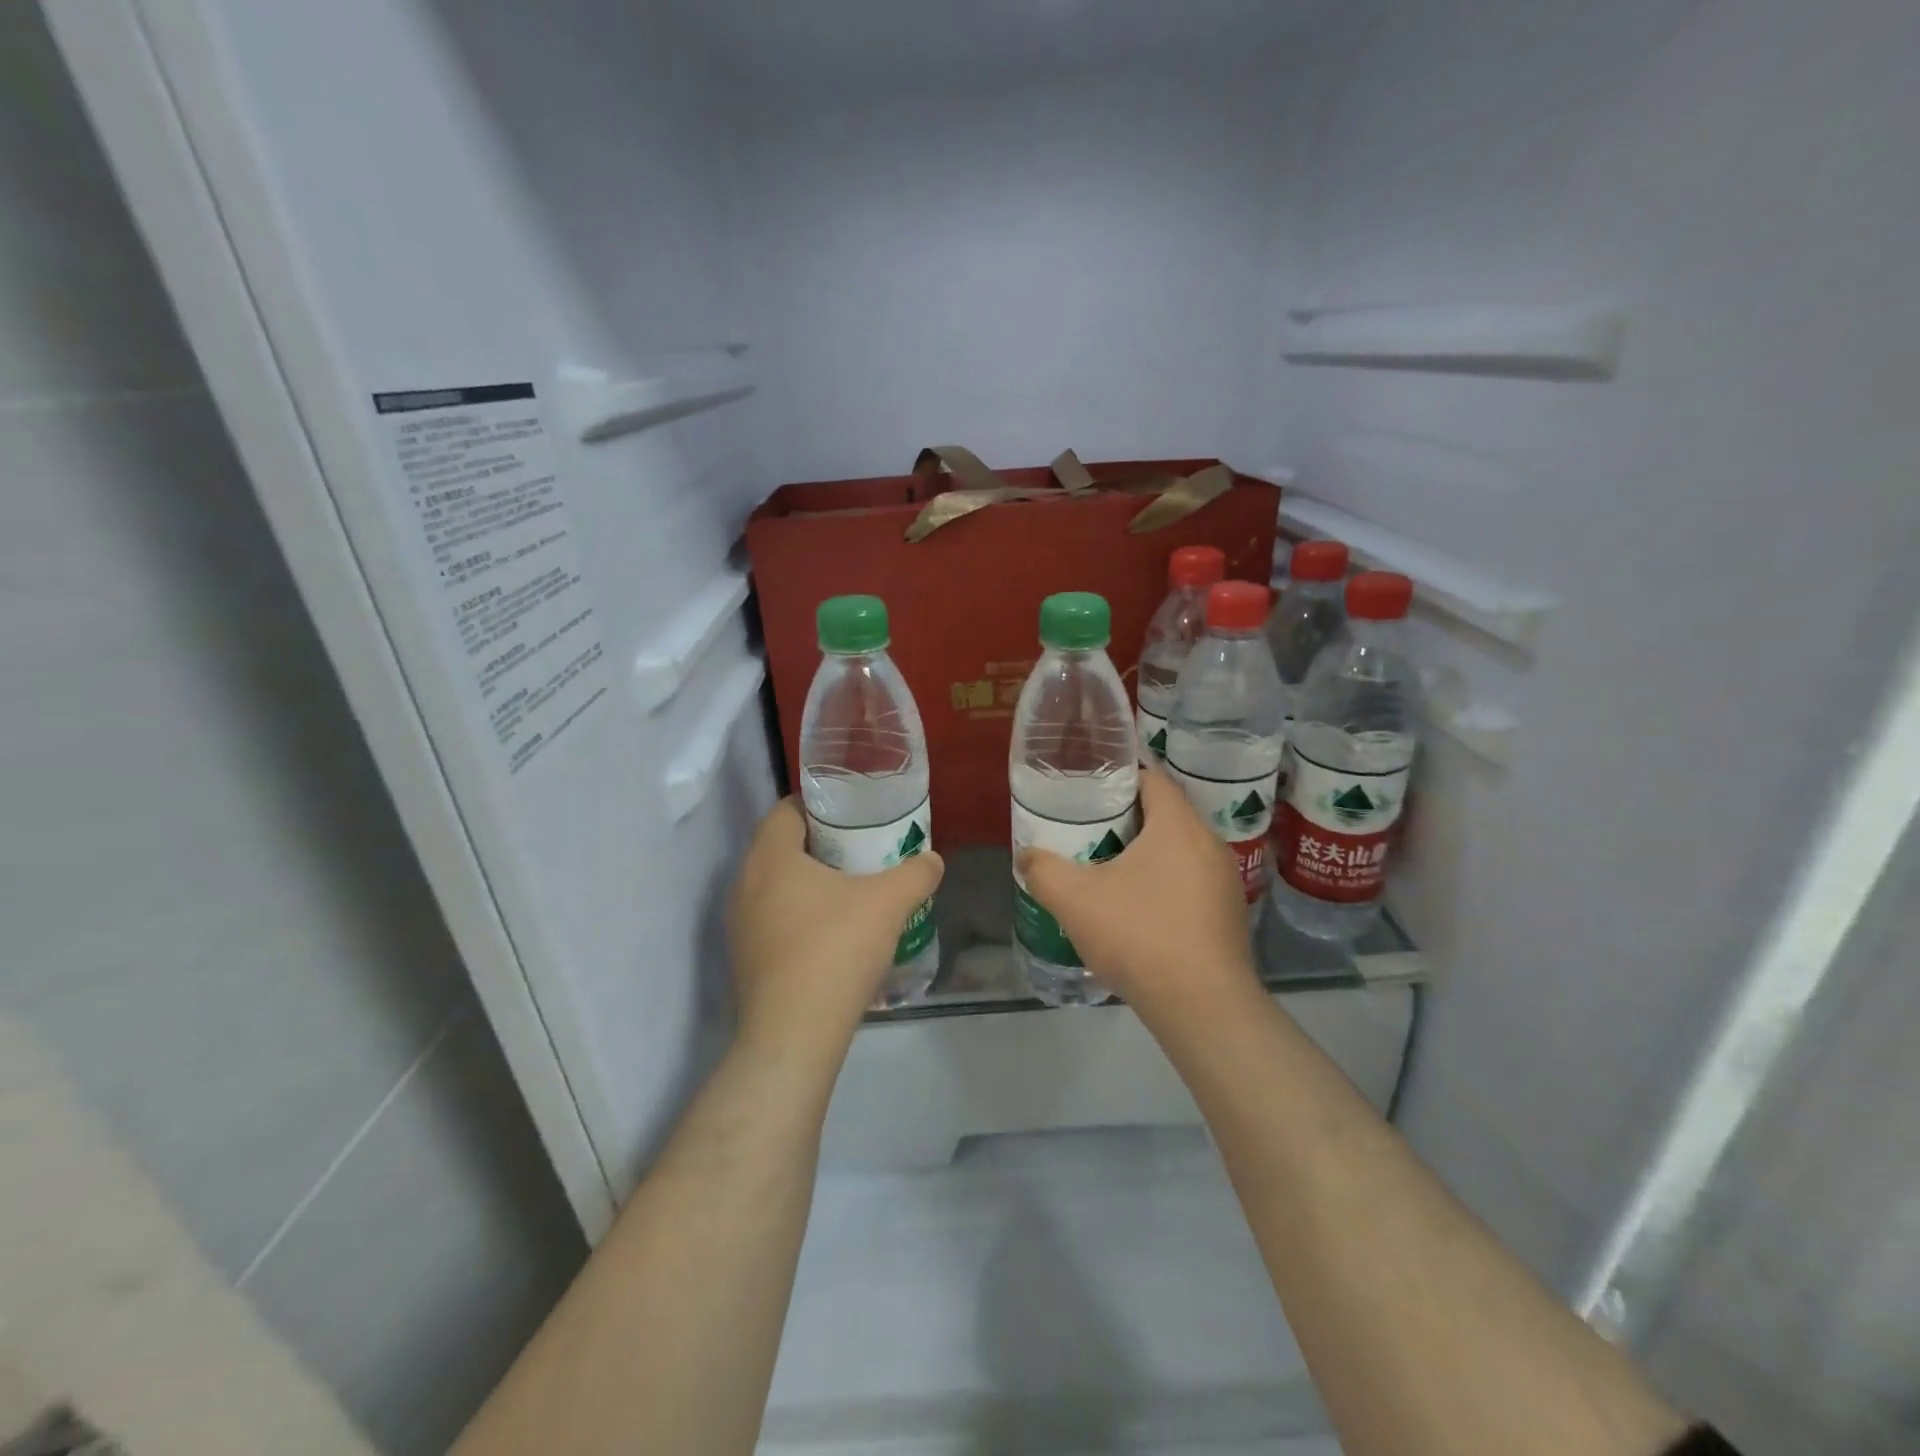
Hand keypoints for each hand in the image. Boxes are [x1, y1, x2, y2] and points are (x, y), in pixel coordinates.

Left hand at [727, 798, 944, 1060]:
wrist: (793, 1036)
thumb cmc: (835, 950)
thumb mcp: (888, 904)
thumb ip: (915, 874)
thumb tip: (932, 860)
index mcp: (770, 857)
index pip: (786, 809)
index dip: (820, 805)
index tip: (854, 813)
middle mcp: (745, 884)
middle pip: (782, 846)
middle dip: (822, 844)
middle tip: (862, 849)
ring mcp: (740, 925)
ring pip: (777, 885)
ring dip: (811, 882)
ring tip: (852, 890)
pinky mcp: (745, 959)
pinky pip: (774, 919)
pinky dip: (801, 915)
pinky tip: (834, 934)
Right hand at [1016, 766, 1258, 1022]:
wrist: (1202, 1007)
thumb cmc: (1140, 935)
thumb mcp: (1075, 900)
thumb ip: (1043, 870)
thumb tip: (1026, 856)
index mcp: (1179, 826)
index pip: (1154, 779)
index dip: (1120, 778)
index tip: (1089, 790)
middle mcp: (1210, 844)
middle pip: (1166, 814)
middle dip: (1127, 819)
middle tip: (1089, 830)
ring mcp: (1225, 882)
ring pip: (1179, 851)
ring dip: (1146, 855)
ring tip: (1108, 870)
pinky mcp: (1229, 916)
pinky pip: (1191, 883)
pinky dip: (1164, 884)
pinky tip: (1137, 911)